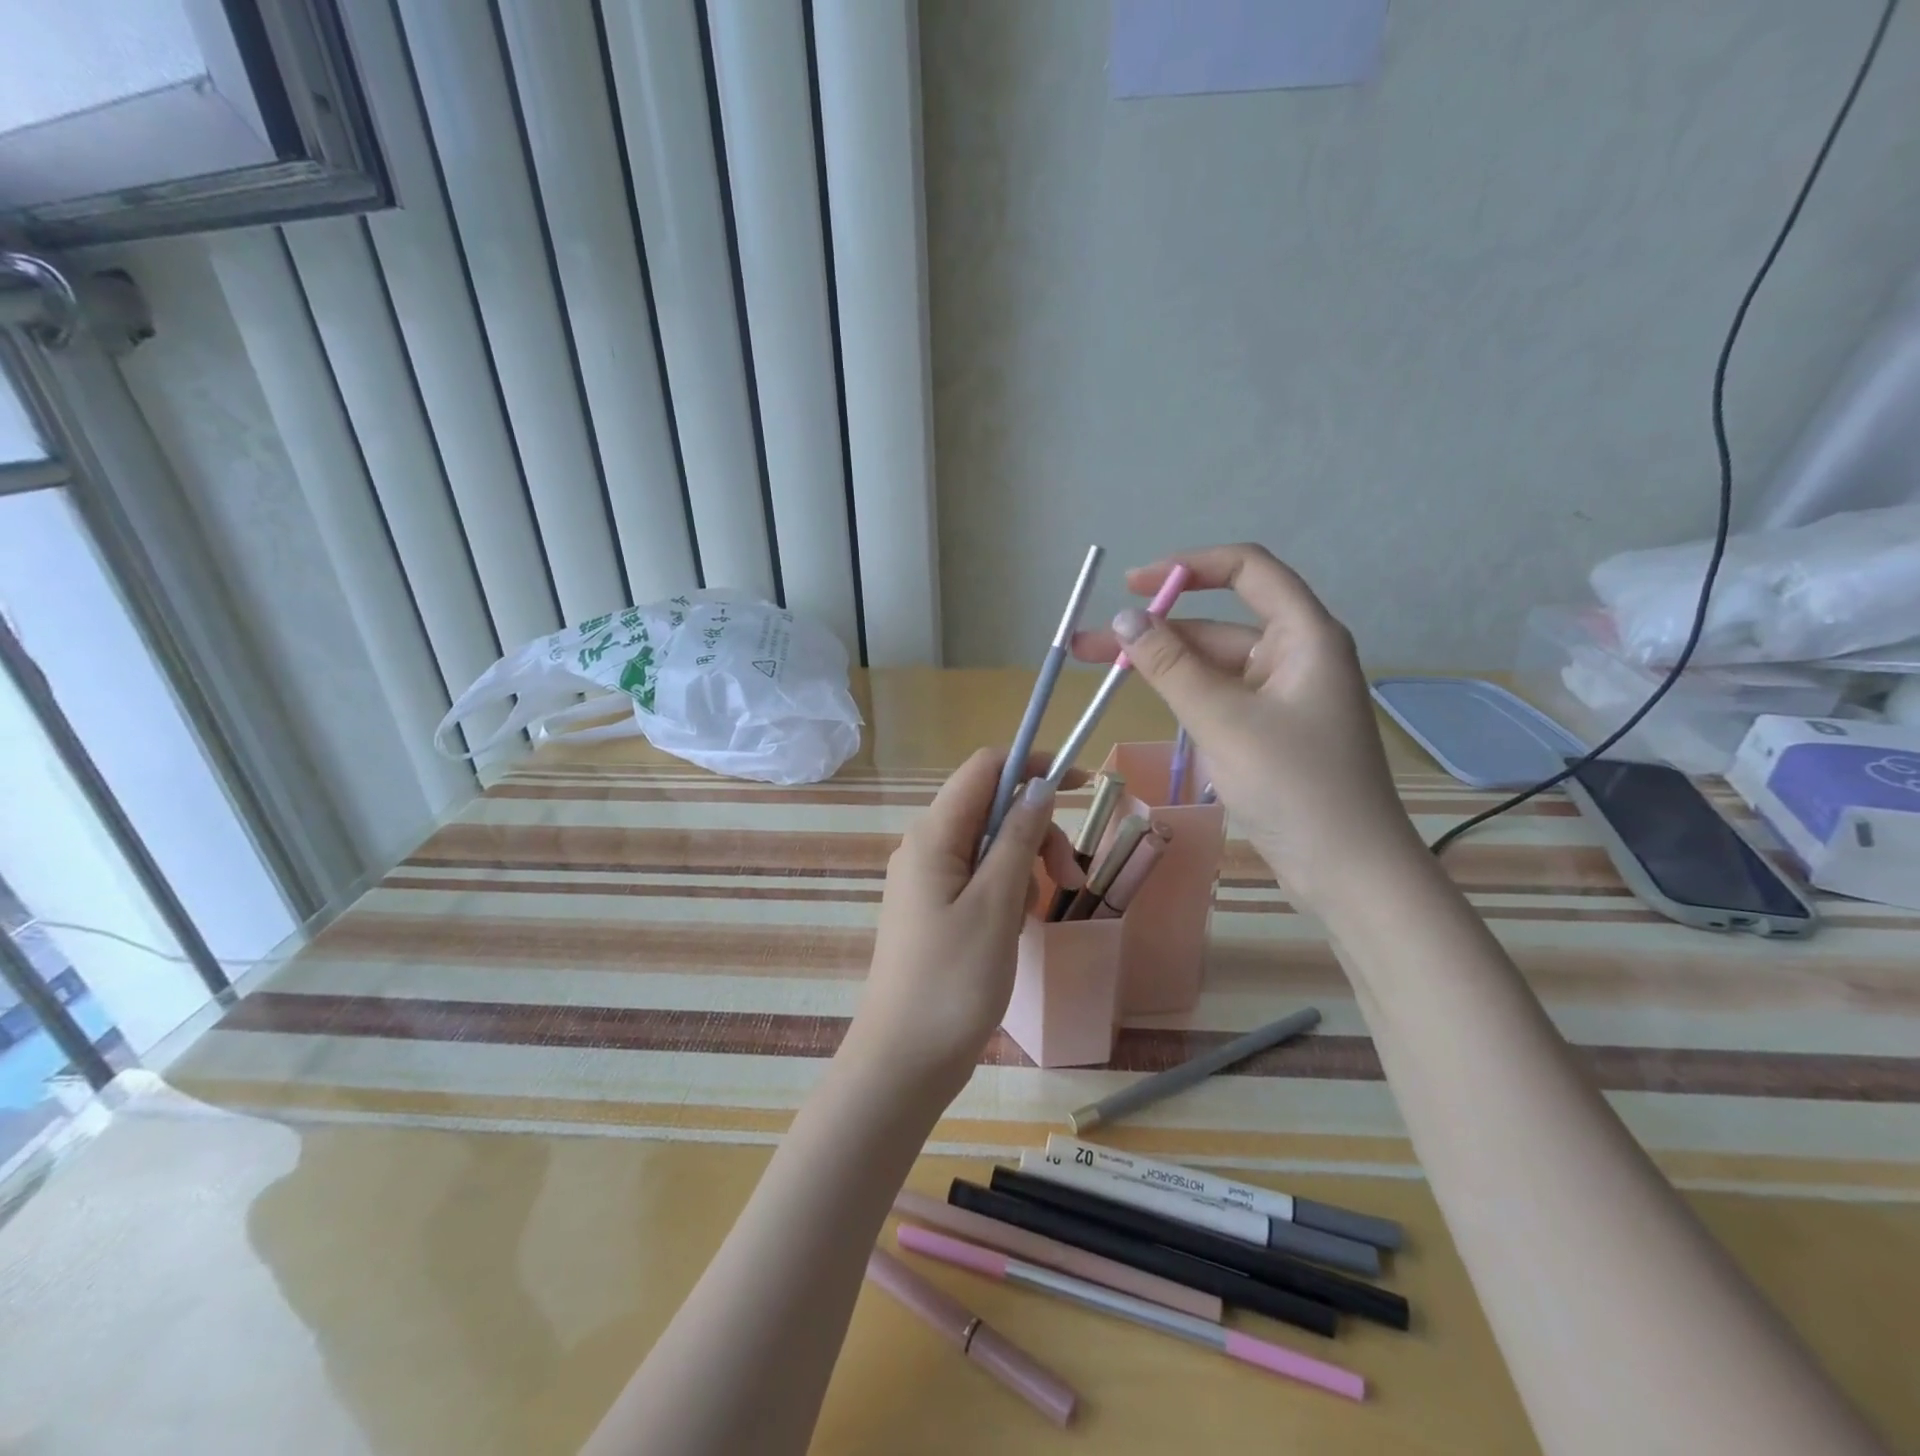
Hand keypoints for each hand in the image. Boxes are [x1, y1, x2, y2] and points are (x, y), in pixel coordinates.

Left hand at [845, 750, 1084, 1100]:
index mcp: (933, 835)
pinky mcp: (935, 909)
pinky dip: (1007, 891)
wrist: (905, 1060)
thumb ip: (1017, 838)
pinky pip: (980, 879)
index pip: (985, 769)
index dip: (1033, 764)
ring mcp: (928, 880)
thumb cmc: (953, 981)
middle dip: (1036, 830)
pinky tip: (1017, 928)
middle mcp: (926, 847)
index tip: (1081, 784)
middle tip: (1069, 876)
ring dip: (1025, 865)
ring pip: (990, 846)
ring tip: (1038, 914)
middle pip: (992, 809)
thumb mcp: (997, 904)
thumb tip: (1038, 787)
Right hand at [1072, 543, 1416, 906]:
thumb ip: (1170, 666)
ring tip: (1099, 670)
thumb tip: (1124, 620)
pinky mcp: (1270, 731)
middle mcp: (1295, 656)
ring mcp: (1282, 697)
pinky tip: (1147, 699)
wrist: (1348, 872)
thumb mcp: (1223, 720)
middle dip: (1153, 630)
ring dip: (1162, 665)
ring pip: (1213, 665)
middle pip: (1217, 624)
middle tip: (1088, 644)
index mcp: (1304, 636)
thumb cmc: (1294, 786)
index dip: (1188, 567)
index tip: (1132, 584)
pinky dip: (1183, 695)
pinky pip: (1220, 698)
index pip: (1247, 570)